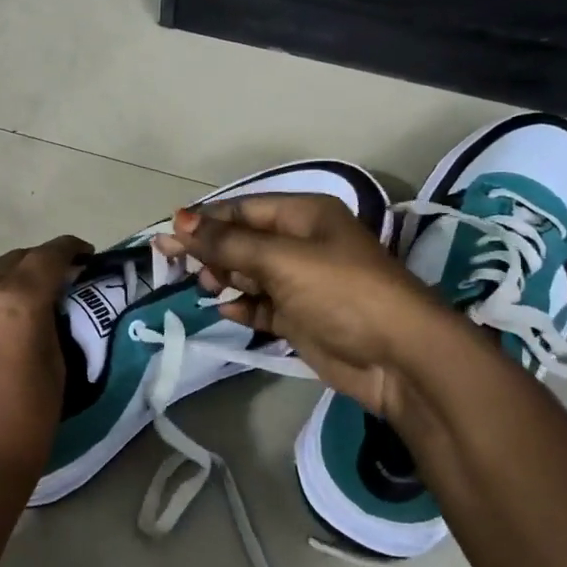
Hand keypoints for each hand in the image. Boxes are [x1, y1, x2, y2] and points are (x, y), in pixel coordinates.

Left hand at [0, 235, 91, 508]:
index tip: (83, 253)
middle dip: (32, 267)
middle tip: (50, 283)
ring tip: (8, 320)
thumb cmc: (25, 424)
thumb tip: (43, 305)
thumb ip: (49, 322)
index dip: (69, 248)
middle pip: (7, 263)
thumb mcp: (56, 367)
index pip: (47, 256)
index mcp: (12, 300)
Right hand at [155, 195, 442, 416]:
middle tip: (176, 265)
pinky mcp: (302, 317)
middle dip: (211, 250)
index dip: (204, 221)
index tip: (167, 236)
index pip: (242, 209)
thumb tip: (180, 222)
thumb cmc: (341, 292)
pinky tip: (228, 312)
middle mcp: (302, 243)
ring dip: (226, 278)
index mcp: (304, 215)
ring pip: (250, 272)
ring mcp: (303, 282)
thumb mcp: (281, 260)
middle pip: (243, 240)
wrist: (398, 356)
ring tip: (208, 288)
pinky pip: (262, 305)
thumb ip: (228, 243)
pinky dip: (244, 306)